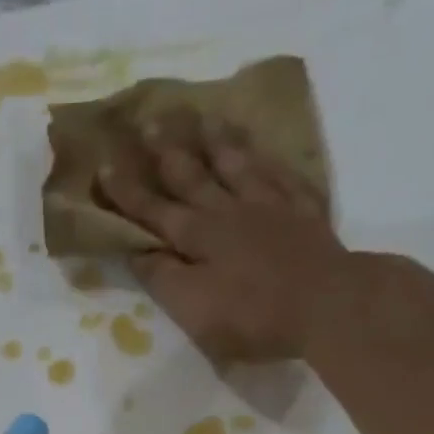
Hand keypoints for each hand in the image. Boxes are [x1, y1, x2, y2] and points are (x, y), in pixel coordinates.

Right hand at [96, 118, 350, 366]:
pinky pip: (279, 173)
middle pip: (193, 176)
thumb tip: (137, 251)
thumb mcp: (193, 309)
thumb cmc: (252, 316)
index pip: (154, 210)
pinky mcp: (303, 211)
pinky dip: (265, 158)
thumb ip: (163, 278)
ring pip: (237, 164)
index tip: (105, 166)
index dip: (128, 192)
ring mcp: (269, 206)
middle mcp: (229, 211)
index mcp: (197, 236)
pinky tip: (261, 149)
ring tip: (203, 118)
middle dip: (167, 151)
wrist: (327, 305)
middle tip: (149, 121)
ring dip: (216, 142)